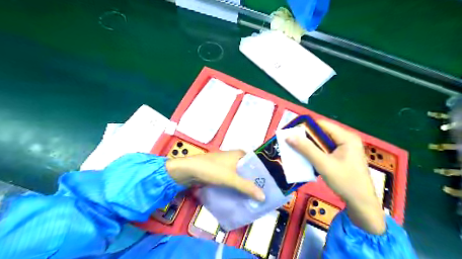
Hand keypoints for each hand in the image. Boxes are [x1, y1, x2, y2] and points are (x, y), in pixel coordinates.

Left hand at [167, 150, 267, 201]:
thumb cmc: (211, 169)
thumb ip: (246, 187)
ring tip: (254, 198)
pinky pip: (232, 180)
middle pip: (249, 171)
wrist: (187, 171)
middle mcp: (235, 158)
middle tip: (264, 195)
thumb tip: (263, 197)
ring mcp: (227, 165)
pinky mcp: (220, 172)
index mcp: (240, 154)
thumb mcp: (230, 178)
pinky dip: (237, 187)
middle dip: (255, 182)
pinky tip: (241, 196)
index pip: (257, 163)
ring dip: (246, 186)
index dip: (264, 174)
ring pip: (240, 176)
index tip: (271, 186)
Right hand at [288, 120, 384, 233]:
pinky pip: (326, 150)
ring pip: (322, 142)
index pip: (322, 125)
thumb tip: (288, 136)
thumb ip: (306, 149)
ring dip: (309, 146)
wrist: (361, 203)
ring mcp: (346, 148)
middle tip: (290, 142)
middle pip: (322, 133)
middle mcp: (347, 139)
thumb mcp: (323, 164)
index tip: (290, 133)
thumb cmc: (345, 181)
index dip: (305, 127)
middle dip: (306, 138)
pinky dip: (315, 153)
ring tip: (295, 150)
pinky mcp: (343, 157)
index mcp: (346, 137)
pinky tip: (307, 158)